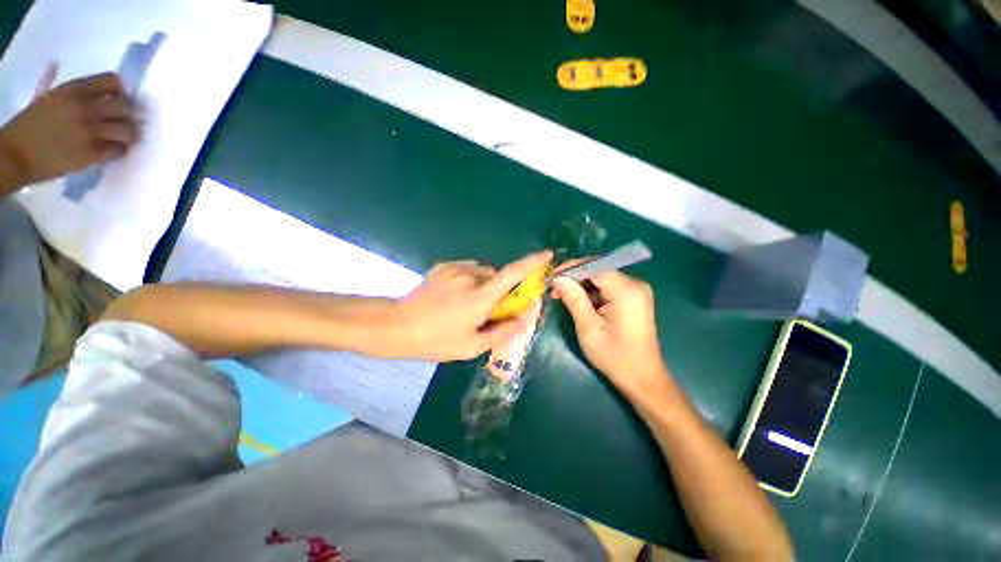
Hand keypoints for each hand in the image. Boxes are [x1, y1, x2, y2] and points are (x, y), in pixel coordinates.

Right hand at [0, 72, 137, 185]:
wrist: (16, 154)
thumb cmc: (32, 124)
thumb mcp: (54, 98)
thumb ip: (79, 95)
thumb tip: (104, 95)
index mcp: (75, 90)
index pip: (112, 81)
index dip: (120, 90)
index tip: (117, 98)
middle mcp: (86, 108)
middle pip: (125, 106)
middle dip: (126, 113)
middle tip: (120, 120)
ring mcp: (91, 132)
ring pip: (127, 129)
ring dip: (126, 134)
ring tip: (118, 136)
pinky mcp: (93, 153)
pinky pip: (119, 149)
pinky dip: (119, 149)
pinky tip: (112, 149)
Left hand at [390, 250, 553, 361]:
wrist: (395, 326)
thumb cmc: (435, 340)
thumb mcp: (471, 346)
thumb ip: (502, 331)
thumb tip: (524, 319)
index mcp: (480, 296)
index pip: (513, 273)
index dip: (532, 262)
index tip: (548, 255)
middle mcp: (471, 276)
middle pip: (498, 277)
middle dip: (502, 290)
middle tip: (491, 310)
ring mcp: (455, 269)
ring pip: (483, 273)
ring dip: (485, 286)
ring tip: (468, 306)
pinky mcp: (443, 267)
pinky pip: (468, 270)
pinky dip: (471, 280)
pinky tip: (456, 296)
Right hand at [552, 271, 668, 397]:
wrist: (642, 378)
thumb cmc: (614, 356)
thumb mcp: (588, 327)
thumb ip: (574, 298)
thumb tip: (558, 278)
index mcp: (626, 290)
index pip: (594, 266)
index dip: (571, 269)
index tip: (551, 277)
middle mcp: (635, 284)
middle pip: (598, 270)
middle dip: (575, 278)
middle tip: (555, 290)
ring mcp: (636, 291)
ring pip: (602, 278)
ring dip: (582, 286)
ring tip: (563, 298)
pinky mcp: (634, 298)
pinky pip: (608, 287)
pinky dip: (592, 293)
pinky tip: (580, 304)